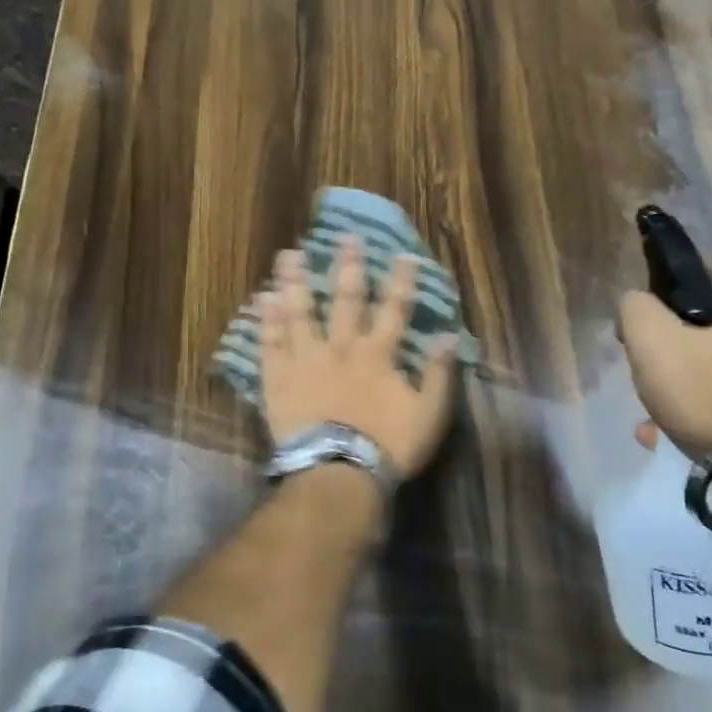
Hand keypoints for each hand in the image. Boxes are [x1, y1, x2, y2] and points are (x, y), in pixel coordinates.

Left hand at [259, 237, 459, 481]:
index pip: (394, 309)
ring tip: (288, 255)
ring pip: (299, 312)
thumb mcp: (428, 415)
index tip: (403, 255)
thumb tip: (450, 336)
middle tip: (345, 237)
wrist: (337, 473)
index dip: (400, 281)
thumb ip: (438, 374)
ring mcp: (306, 360)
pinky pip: (270, 344)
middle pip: (344, 299)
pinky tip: (261, 298)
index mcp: (377, 354)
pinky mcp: (278, 379)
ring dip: (295, 282)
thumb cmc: (386, 446)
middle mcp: (340, 347)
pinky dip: (266, 321)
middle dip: (347, 266)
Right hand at [616, 267, 711, 488]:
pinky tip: (680, 433)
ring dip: (684, 384)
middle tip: (647, 377)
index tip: (639, 334)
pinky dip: (709, 406)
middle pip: (704, 324)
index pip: (695, 275)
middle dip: (669, 350)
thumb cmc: (710, 392)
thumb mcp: (651, 341)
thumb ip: (635, 308)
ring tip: (654, 419)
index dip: (657, 300)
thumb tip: (638, 303)